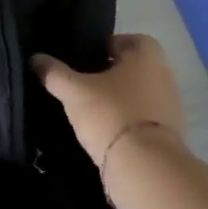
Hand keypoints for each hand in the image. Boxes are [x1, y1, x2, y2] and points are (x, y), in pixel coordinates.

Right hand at [32, 34, 185, 165]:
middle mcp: (165, 77)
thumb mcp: (73, 91)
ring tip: (91, 108)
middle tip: (84, 81)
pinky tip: (105, 131)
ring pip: (140, 94)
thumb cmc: (110, 114)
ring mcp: (171, 109)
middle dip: (112, 73)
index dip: (108, 45)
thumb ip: (54, 73)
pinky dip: (127, 121)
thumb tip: (36, 58)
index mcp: (147, 57)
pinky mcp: (169, 137)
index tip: (87, 57)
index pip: (130, 39)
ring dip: (120, 99)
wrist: (145, 169)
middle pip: (135, 68)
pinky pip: (144, 119)